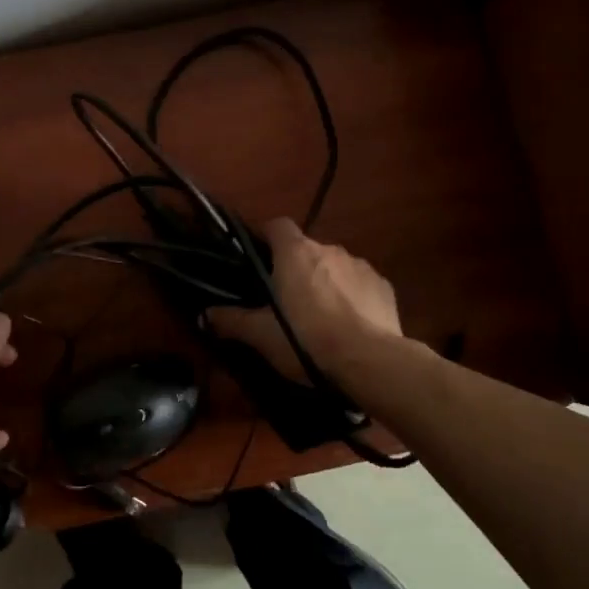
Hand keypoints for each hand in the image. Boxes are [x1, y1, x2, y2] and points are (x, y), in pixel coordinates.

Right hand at [208, 218, 401, 380]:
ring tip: (320, 317)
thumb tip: (204, 315)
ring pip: (334, 267)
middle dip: (296, 268)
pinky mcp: (384, 287)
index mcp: (296, 253)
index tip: (258, 260)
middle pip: (306, 249)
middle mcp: (329, 249)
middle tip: (285, 301)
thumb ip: (231, 321)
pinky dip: (352, 298)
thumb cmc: (307, 340)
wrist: (371, 362)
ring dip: (325, 283)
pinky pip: (360, 285)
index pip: (277, 225)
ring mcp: (361, 266)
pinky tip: (349, 325)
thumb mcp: (261, 335)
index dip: (265, 238)